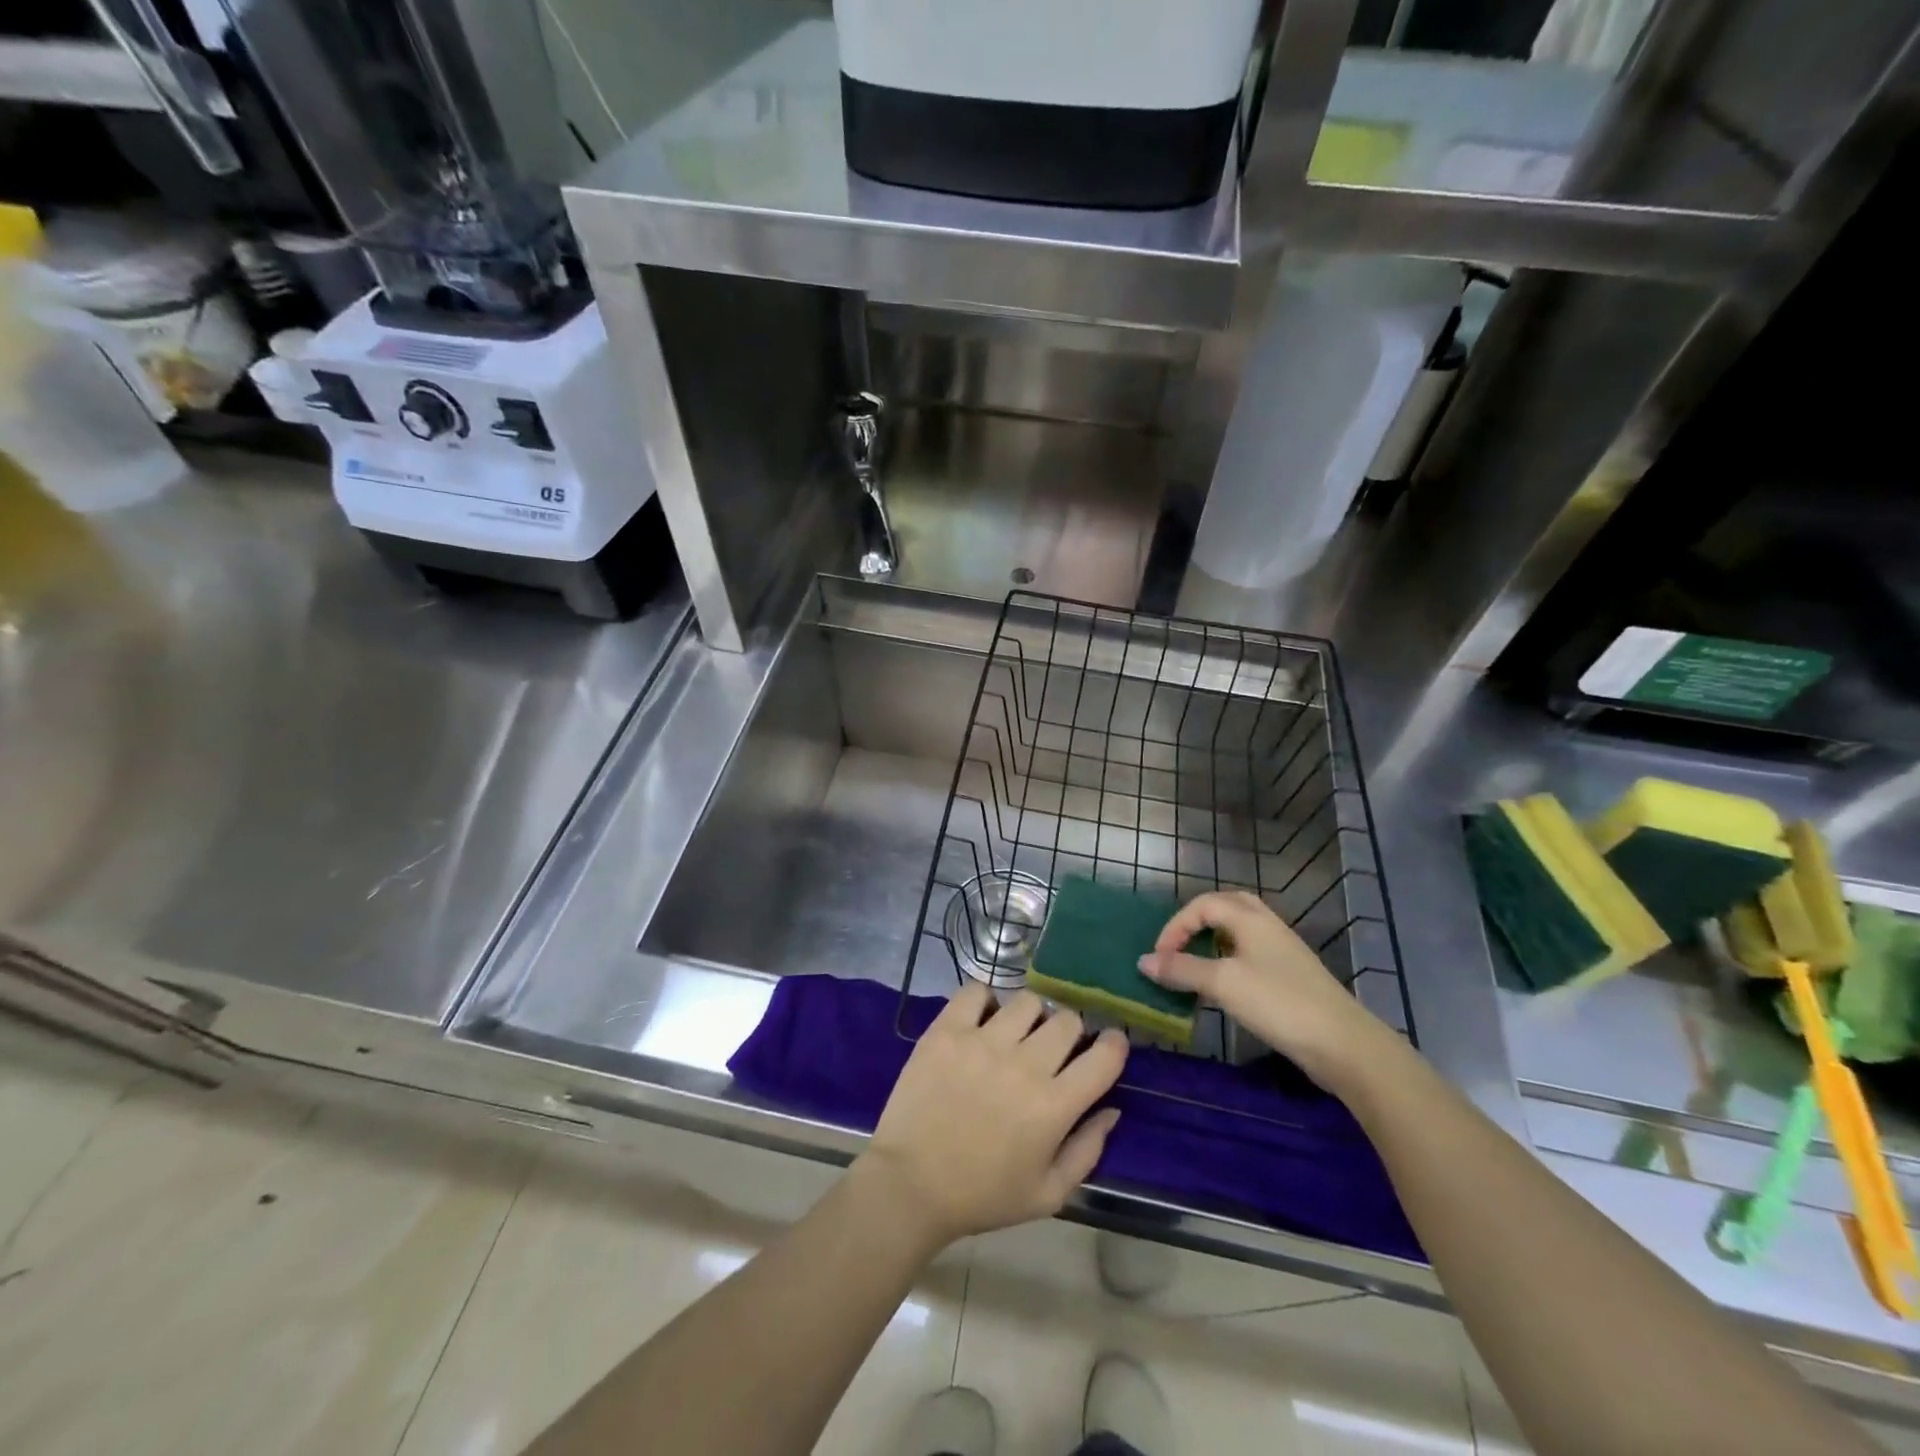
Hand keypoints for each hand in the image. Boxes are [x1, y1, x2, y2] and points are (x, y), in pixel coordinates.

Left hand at [858, 984, 1127, 1248]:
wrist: (910, 1185)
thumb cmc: (982, 1195)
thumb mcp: (1048, 1194)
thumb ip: (1087, 1150)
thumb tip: (1111, 1109)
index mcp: (1054, 1106)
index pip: (1105, 1055)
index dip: (1114, 1044)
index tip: (1106, 1046)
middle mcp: (1025, 1065)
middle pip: (1067, 1020)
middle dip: (1069, 1033)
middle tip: (1052, 1050)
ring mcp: (983, 1042)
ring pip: (1027, 1001)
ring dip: (1029, 1017)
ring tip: (1014, 1035)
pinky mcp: (947, 1030)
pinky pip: (976, 991)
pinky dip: (984, 1001)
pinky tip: (981, 1021)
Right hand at [1138, 890, 1395, 1094]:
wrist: (1344, 1044)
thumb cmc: (1278, 1003)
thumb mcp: (1222, 983)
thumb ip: (1181, 969)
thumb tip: (1143, 961)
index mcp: (1251, 918)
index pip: (1203, 904)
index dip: (1175, 926)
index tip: (1159, 958)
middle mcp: (1267, 926)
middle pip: (1227, 907)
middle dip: (1197, 922)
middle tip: (1178, 946)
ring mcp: (1283, 952)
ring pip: (1240, 932)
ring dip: (1213, 942)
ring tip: (1195, 965)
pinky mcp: (1291, 977)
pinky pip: (1251, 955)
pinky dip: (1229, 961)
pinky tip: (1224, 988)